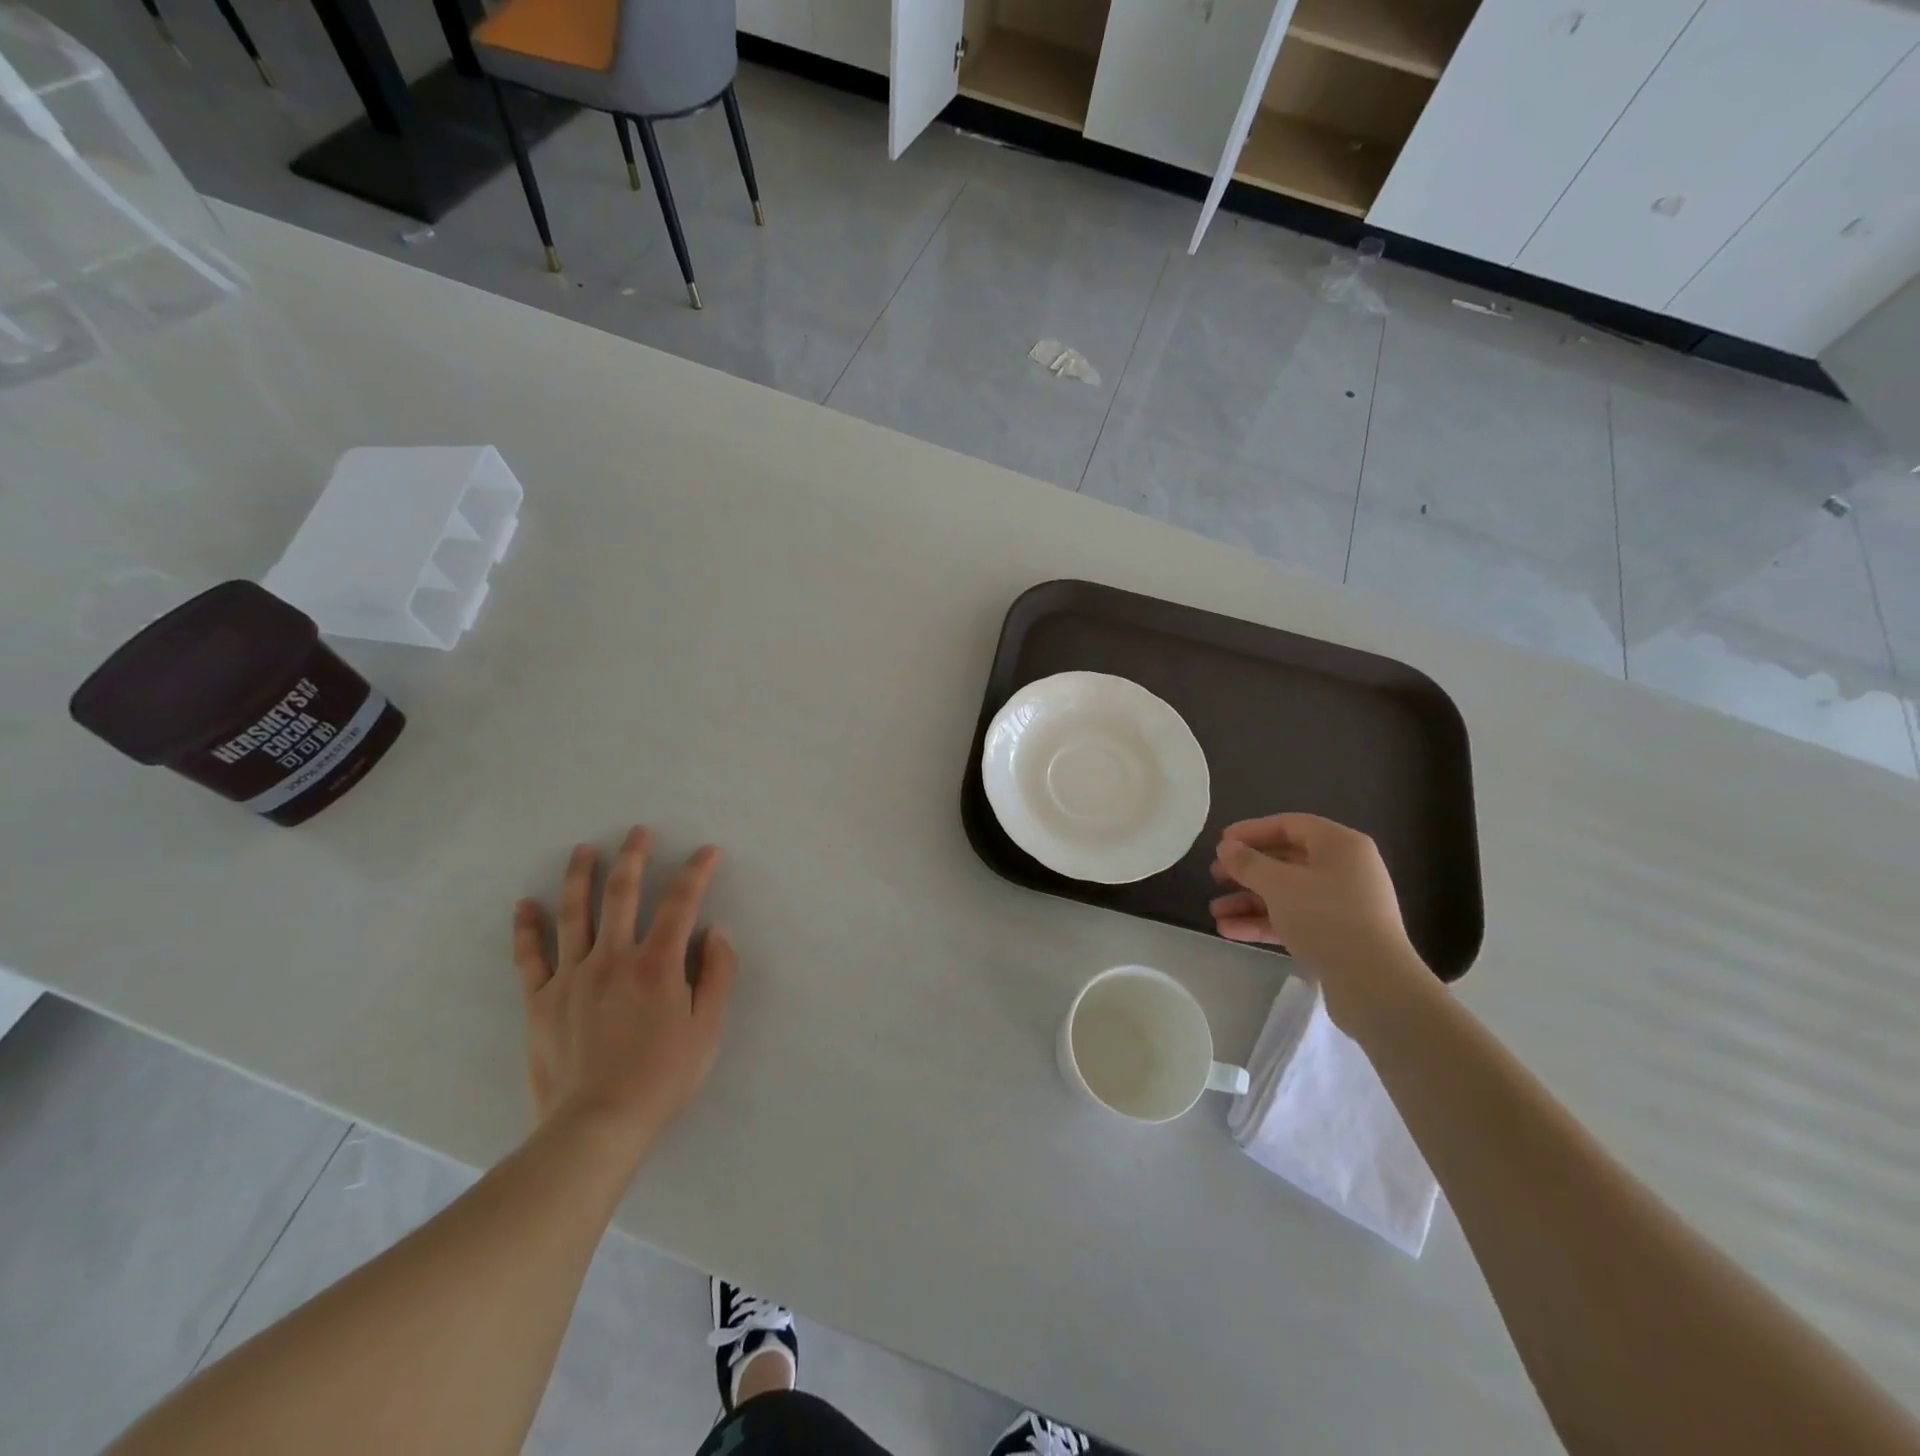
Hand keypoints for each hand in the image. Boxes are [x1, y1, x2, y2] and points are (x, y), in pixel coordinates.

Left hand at [512, 827, 736, 1168]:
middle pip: (622, 895)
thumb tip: (716, 930)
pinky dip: (527, 927)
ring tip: (583, 849)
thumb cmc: (663, 1077)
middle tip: (638, 831)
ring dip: (580, 876)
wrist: (597, 1125)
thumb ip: (717, 974)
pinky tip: (526, 903)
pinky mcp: (541, 1000)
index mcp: (657, 964)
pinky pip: (530, 956)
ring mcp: (572, 976)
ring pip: (574, 914)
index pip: (680, 904)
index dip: (695, 872)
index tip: (706, 851)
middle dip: (633, 857)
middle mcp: (613, 958)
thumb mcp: (708, 1029)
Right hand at [1209, 813, 1430, 1028]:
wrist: (1373, 984)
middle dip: (1246, 870)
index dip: (1251, 831)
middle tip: (1215, 876)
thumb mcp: (1279, 885)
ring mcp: (1342, 904)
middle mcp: (1344, 869)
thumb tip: (1227, 847)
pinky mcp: (1337, 935)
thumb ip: (1248, 863)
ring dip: (1249, 900)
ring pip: (1286, 893)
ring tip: (1215, 911)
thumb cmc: (1326, 918)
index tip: (1221, 843)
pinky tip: (1230, 931)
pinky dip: (1264, 922)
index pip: (1289, 825)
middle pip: (1286, 860)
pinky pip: (1294, 919)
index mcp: (1339, 845)